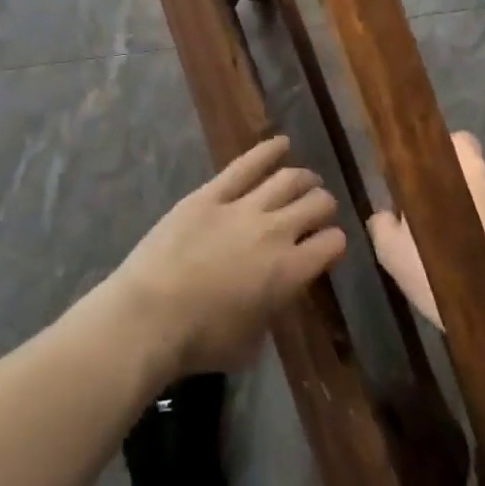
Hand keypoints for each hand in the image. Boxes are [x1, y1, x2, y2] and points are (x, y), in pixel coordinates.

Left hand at [114, 136, 346, 374]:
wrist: (150, 316)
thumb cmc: (201, 340)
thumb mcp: (252, 341)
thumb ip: (272, 312)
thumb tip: (273, 297)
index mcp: (291, 272)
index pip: (333, 243)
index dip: (334, 243)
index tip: (327, 245)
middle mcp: (276, 232)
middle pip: (317, 204)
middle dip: (323, 205)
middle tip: (318, 208)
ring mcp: (242, 208)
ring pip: (288, 179)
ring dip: (303, 178)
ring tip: (306, 179)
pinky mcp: (210, 194)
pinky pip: (245, 165)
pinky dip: (268, 151)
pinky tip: (281, 143)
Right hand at [368, 132, 484, 360]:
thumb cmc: (448, 272)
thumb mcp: (393, 253)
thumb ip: (383, 224)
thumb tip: (385, 215)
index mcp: (460, 172)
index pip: (453, 141)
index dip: (438, 157)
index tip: (423, 180)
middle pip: (473, 173)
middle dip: (460, 190)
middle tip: (441, 221)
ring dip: (484, 215)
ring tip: (471, 251)